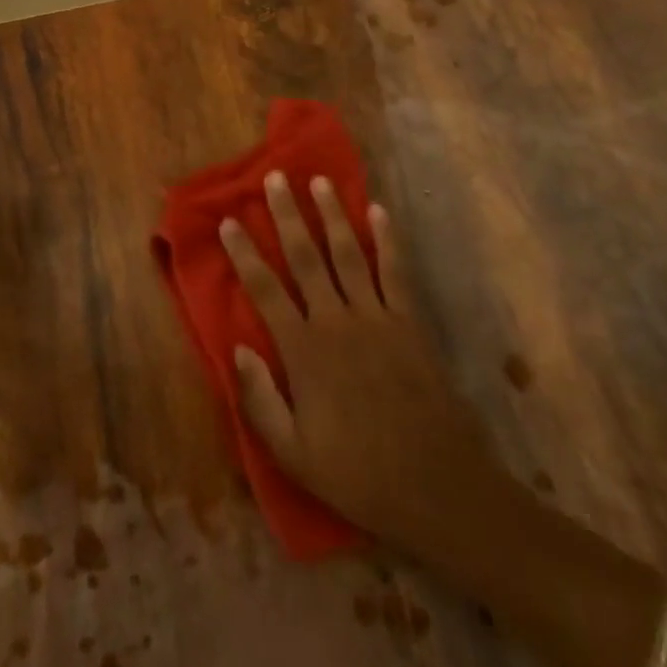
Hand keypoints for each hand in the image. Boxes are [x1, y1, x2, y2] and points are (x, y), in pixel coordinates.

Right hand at [221, 173, 500, 557]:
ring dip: (333, 214)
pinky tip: (379, 212)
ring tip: (320, 180)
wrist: (438, 488)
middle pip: (306, 257)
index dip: (244, 254)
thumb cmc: (358, 475)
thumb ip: (260, 399)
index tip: (228, 221)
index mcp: (304, 351)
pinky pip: (395, 271)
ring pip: (348, 253)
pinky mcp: (410, 323)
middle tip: (276, 178)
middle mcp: (337, 322)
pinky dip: (387, 239)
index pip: (265, 290)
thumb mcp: (293, 454)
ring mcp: (377, 318)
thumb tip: (237, 347)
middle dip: (287, 215)